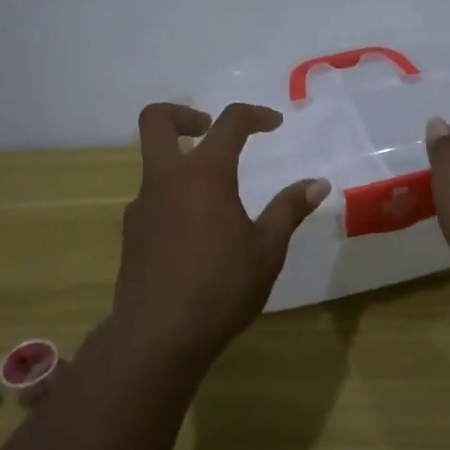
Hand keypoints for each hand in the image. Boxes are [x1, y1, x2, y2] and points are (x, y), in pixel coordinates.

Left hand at [113, 102, 328, 368]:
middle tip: (208, 128)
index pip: (229, 122)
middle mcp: (166, 179)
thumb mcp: (267, 249)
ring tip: (215, 198)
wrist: (157, 336)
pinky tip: (195, 235)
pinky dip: (173, 198)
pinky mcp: (131, 233)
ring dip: (180, 163)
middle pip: (156, 120)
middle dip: (183, 114)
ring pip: (153, 163)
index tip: (274, 124)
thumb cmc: (221, 288)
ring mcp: (142, 205)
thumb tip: (318, 183)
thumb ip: (289, 209)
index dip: (255, 115)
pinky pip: (152, 199)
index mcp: (204, 174)